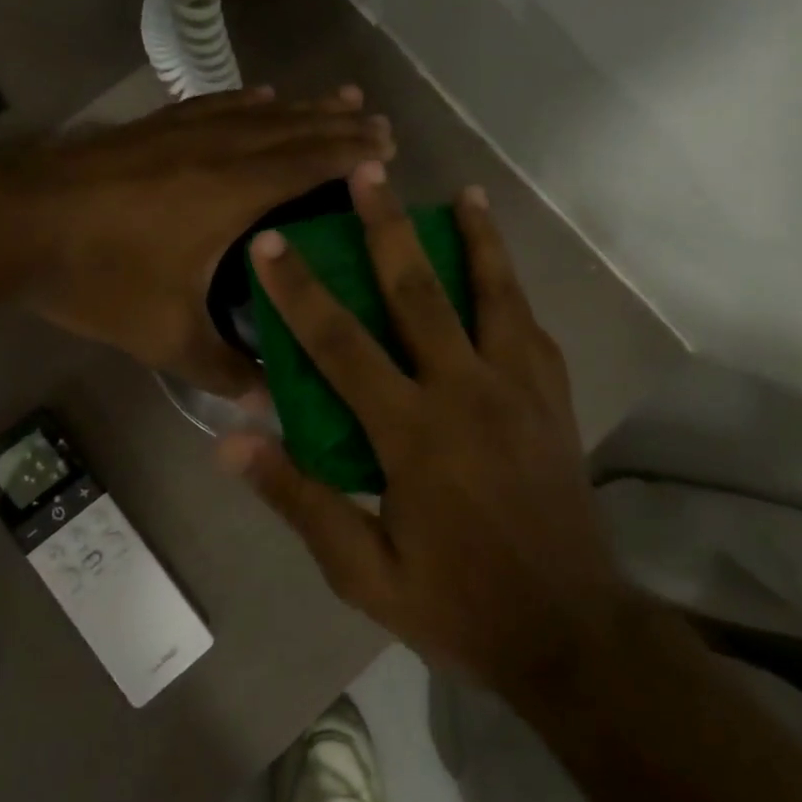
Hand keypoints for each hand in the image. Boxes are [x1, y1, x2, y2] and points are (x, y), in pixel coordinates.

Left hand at [6, 87, 394, 395]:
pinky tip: (260, 96)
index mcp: (232, 193)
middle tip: (378, 119)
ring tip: (339, 96)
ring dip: (303, 105)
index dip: (352, 154)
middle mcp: (217, 150)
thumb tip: (265, 405)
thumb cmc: (98, 278)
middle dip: (339, 123)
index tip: (388, 147)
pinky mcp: (151, 128)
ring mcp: (181, 132)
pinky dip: (247, 100)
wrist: (14, 227)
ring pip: (258, 112)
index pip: (308, 164)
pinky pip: (215, 106)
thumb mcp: (164, 337)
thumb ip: (220, 369)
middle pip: (292, 129)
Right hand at [220, 163, 623, 695]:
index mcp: (413, 432)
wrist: (570, 630)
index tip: (271, 243)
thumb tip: (231, 443)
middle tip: (368, 171)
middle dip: (387, 226)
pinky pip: (529, 327)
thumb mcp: (361, 570)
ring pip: (495, 292)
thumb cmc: (457, 603)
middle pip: (419, 291)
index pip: (340, 344)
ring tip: (464, 194)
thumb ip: (299, 499)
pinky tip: (502, 272)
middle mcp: (467, 392)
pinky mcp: (554, 400)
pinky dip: (512, 288)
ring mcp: (520, 389)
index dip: (298, 289)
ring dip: (475, 238)